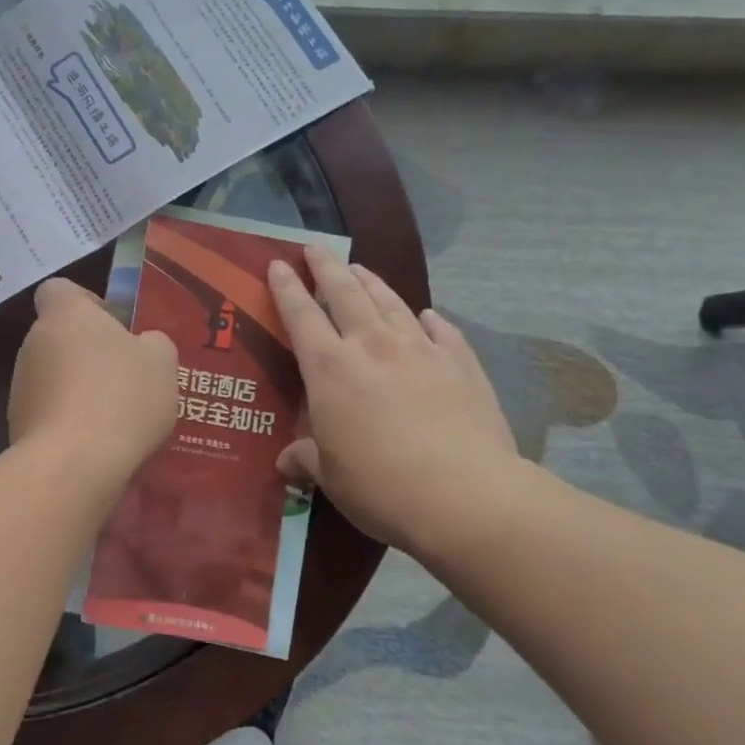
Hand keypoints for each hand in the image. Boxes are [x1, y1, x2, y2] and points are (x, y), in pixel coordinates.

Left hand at [9, 278, 178, 481]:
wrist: (74, 464)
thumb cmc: (121, 397)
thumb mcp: (161, 361)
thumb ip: (152, 343)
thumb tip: (143, 344)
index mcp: (65, 314)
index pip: (58, 290)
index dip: (84, 302)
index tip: (112, 325)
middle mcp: (33, 343)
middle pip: (58, 336)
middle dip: (86, 353)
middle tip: (124, 377)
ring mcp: (20, 386)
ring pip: (52, 377)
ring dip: (76, 389)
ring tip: (114, 418)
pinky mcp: (16, 425)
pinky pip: (48, 413)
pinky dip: (67, 422)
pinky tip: (96, 444)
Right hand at [269, 245, 518, 548]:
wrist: (467, 496)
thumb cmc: (381, 485)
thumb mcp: (329, 477)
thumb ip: (305, 459)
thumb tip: (286, 461)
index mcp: (330, 368)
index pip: (300, 315)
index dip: (287, 288)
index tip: (277, 264)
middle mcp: (372, 346)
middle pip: (345, 293)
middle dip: (327, 267)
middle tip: (316, 248)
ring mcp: (421, 350)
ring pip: (390, 303)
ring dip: (372, 283)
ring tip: (361, 270)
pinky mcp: (461, 364)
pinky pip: (442, 330)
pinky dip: (429, 319)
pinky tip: (428, 316)